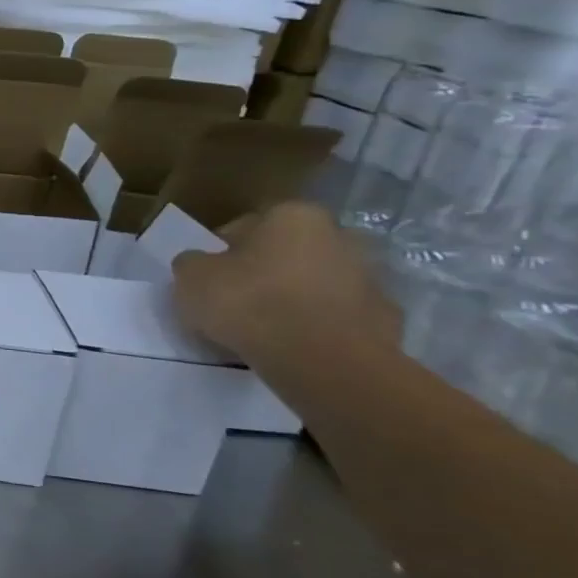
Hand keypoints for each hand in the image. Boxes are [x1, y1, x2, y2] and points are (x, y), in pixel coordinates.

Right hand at [171, 202, 400, 365]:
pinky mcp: (386, 321)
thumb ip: (193, 263)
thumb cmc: (250, 303)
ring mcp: (370, 279)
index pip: (244, 227)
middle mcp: (340, 236)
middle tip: (235, 300)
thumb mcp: (191, 277)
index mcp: (293, 215)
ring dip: (293, 299)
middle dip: (264, 271)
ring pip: (315, 284)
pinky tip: (293, 347)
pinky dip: (318, 328)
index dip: (220, 252)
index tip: (207, 277)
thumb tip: (201, 264)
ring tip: (263, 330)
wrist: (324, 361)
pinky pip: (337, 318)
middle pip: (286, 253)